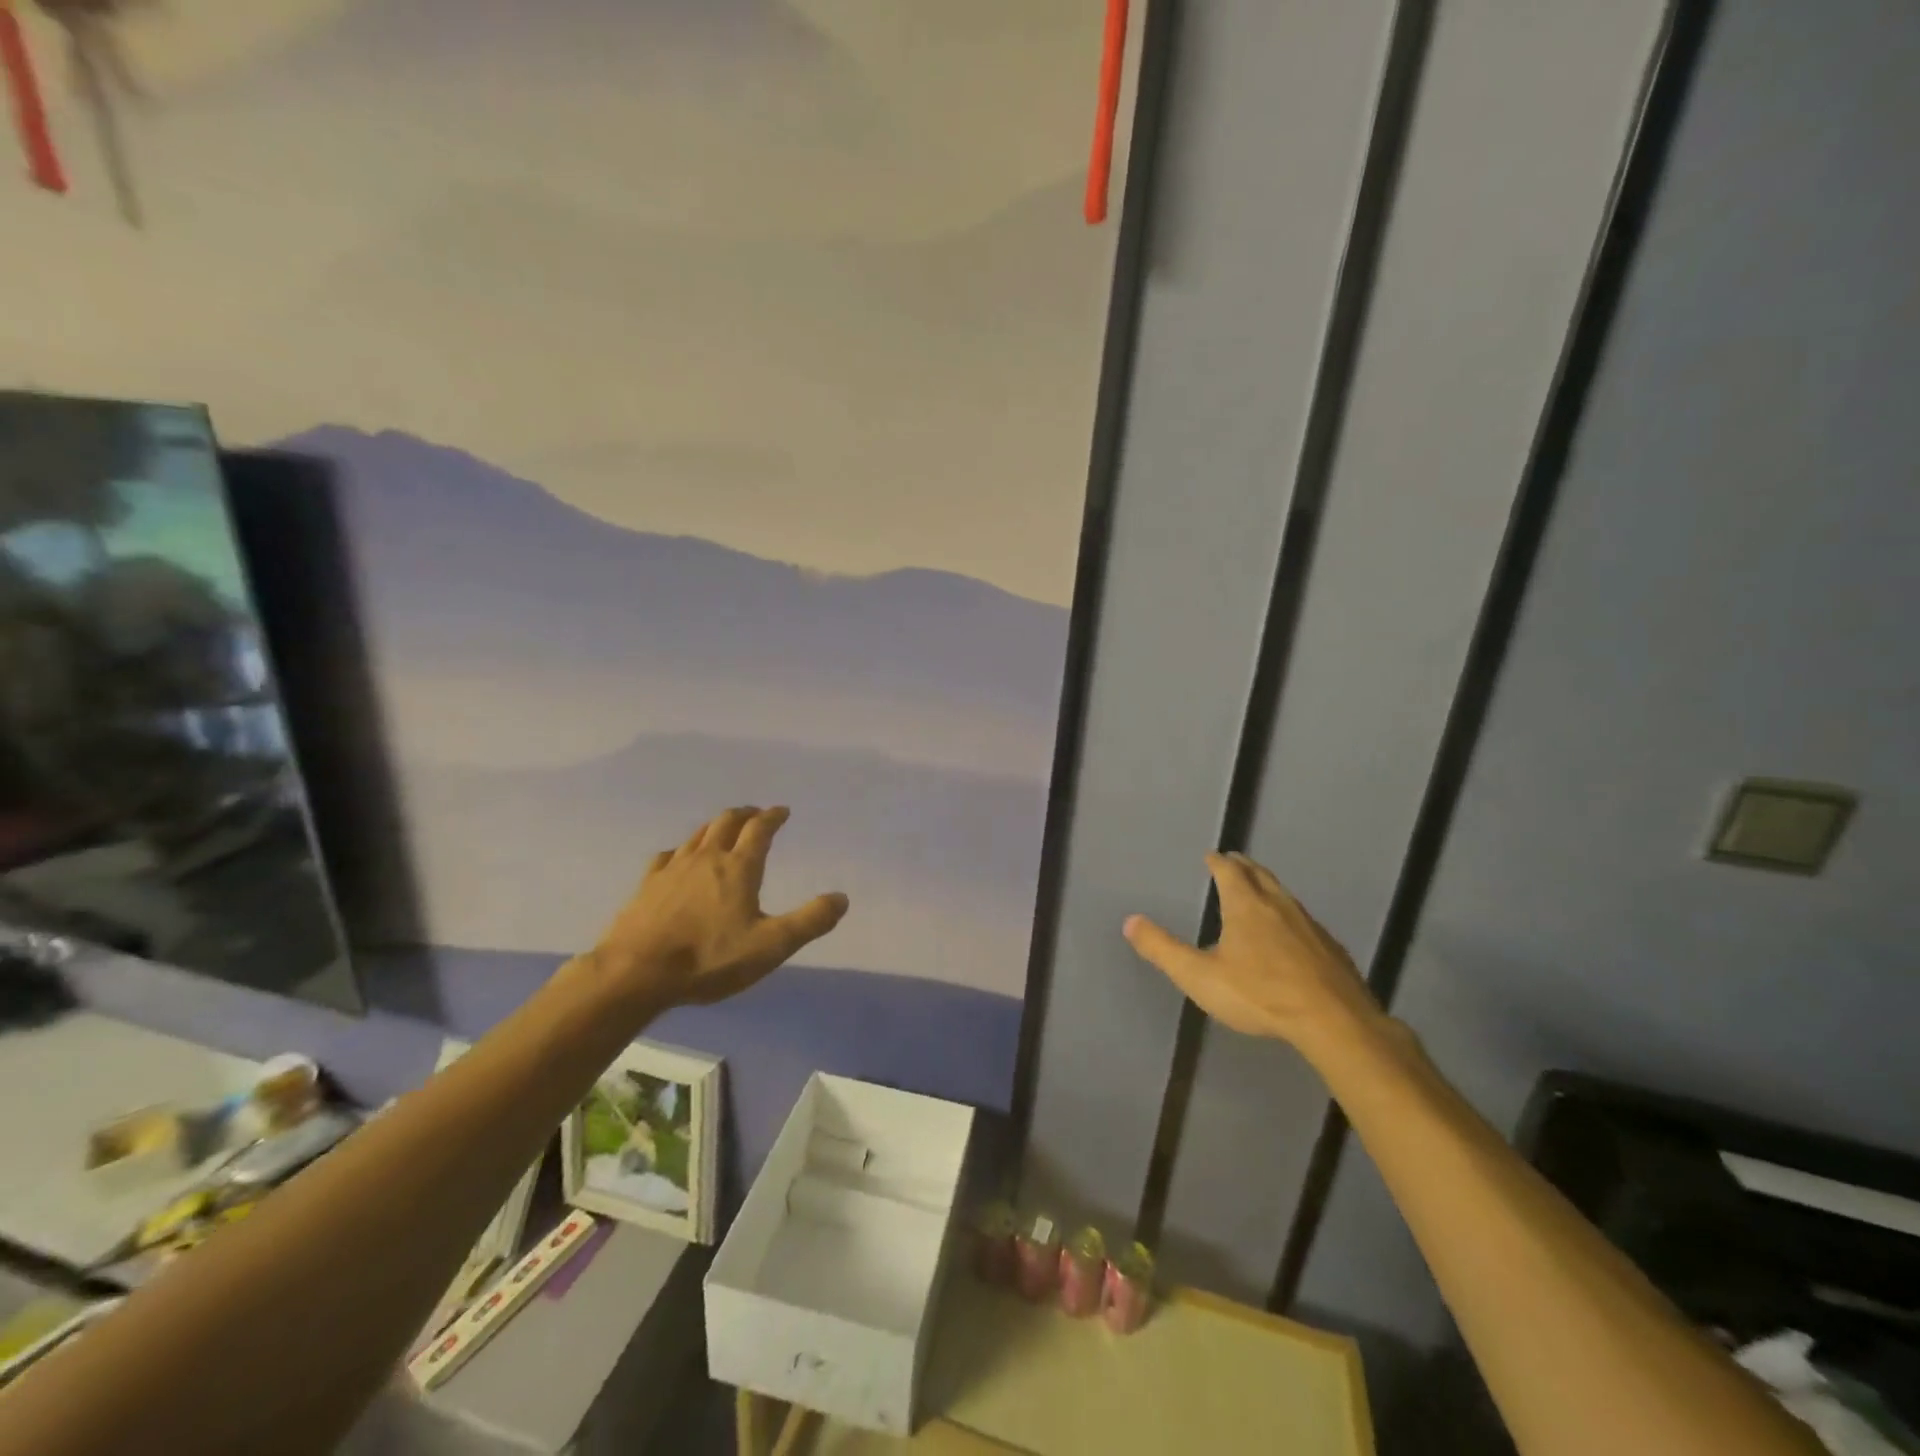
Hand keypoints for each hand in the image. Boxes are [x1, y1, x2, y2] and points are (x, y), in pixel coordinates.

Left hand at [591, 806, 847, 1008]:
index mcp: (739, 867)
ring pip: (698, 835)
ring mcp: (673, 869)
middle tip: (756, 814)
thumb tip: (842, 898)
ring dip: (716, 826)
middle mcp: (706, 858)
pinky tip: (679, 858)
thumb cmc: (709, 959)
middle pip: (727, 822)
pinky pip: (668, 855)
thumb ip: (810, 921)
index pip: (760, 829)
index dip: (773, 816)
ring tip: (724, 829)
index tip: (782, 811)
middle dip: (745, 814)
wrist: (636, 974)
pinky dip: (683, 850)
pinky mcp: (647, 885)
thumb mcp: (771, 946)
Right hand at [1123, 852, 1385, 1053]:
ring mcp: (1309, 925)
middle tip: (1234, 862)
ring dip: (1268, 888)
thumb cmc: (1259, 994)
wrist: (1333, 1021)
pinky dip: (1290, 916)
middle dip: (1244, 866)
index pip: (1229, 871)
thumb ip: (1163, 949)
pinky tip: (1292, 935)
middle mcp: (1278, 906)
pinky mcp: (1331, 948)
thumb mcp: (1199, 976)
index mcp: (1246, 906)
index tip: (1211, 855)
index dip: (1217, 862)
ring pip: (1284, 896)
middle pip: (1260, 875)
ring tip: (1259, 892)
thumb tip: (1130, 921)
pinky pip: (1304, 921)